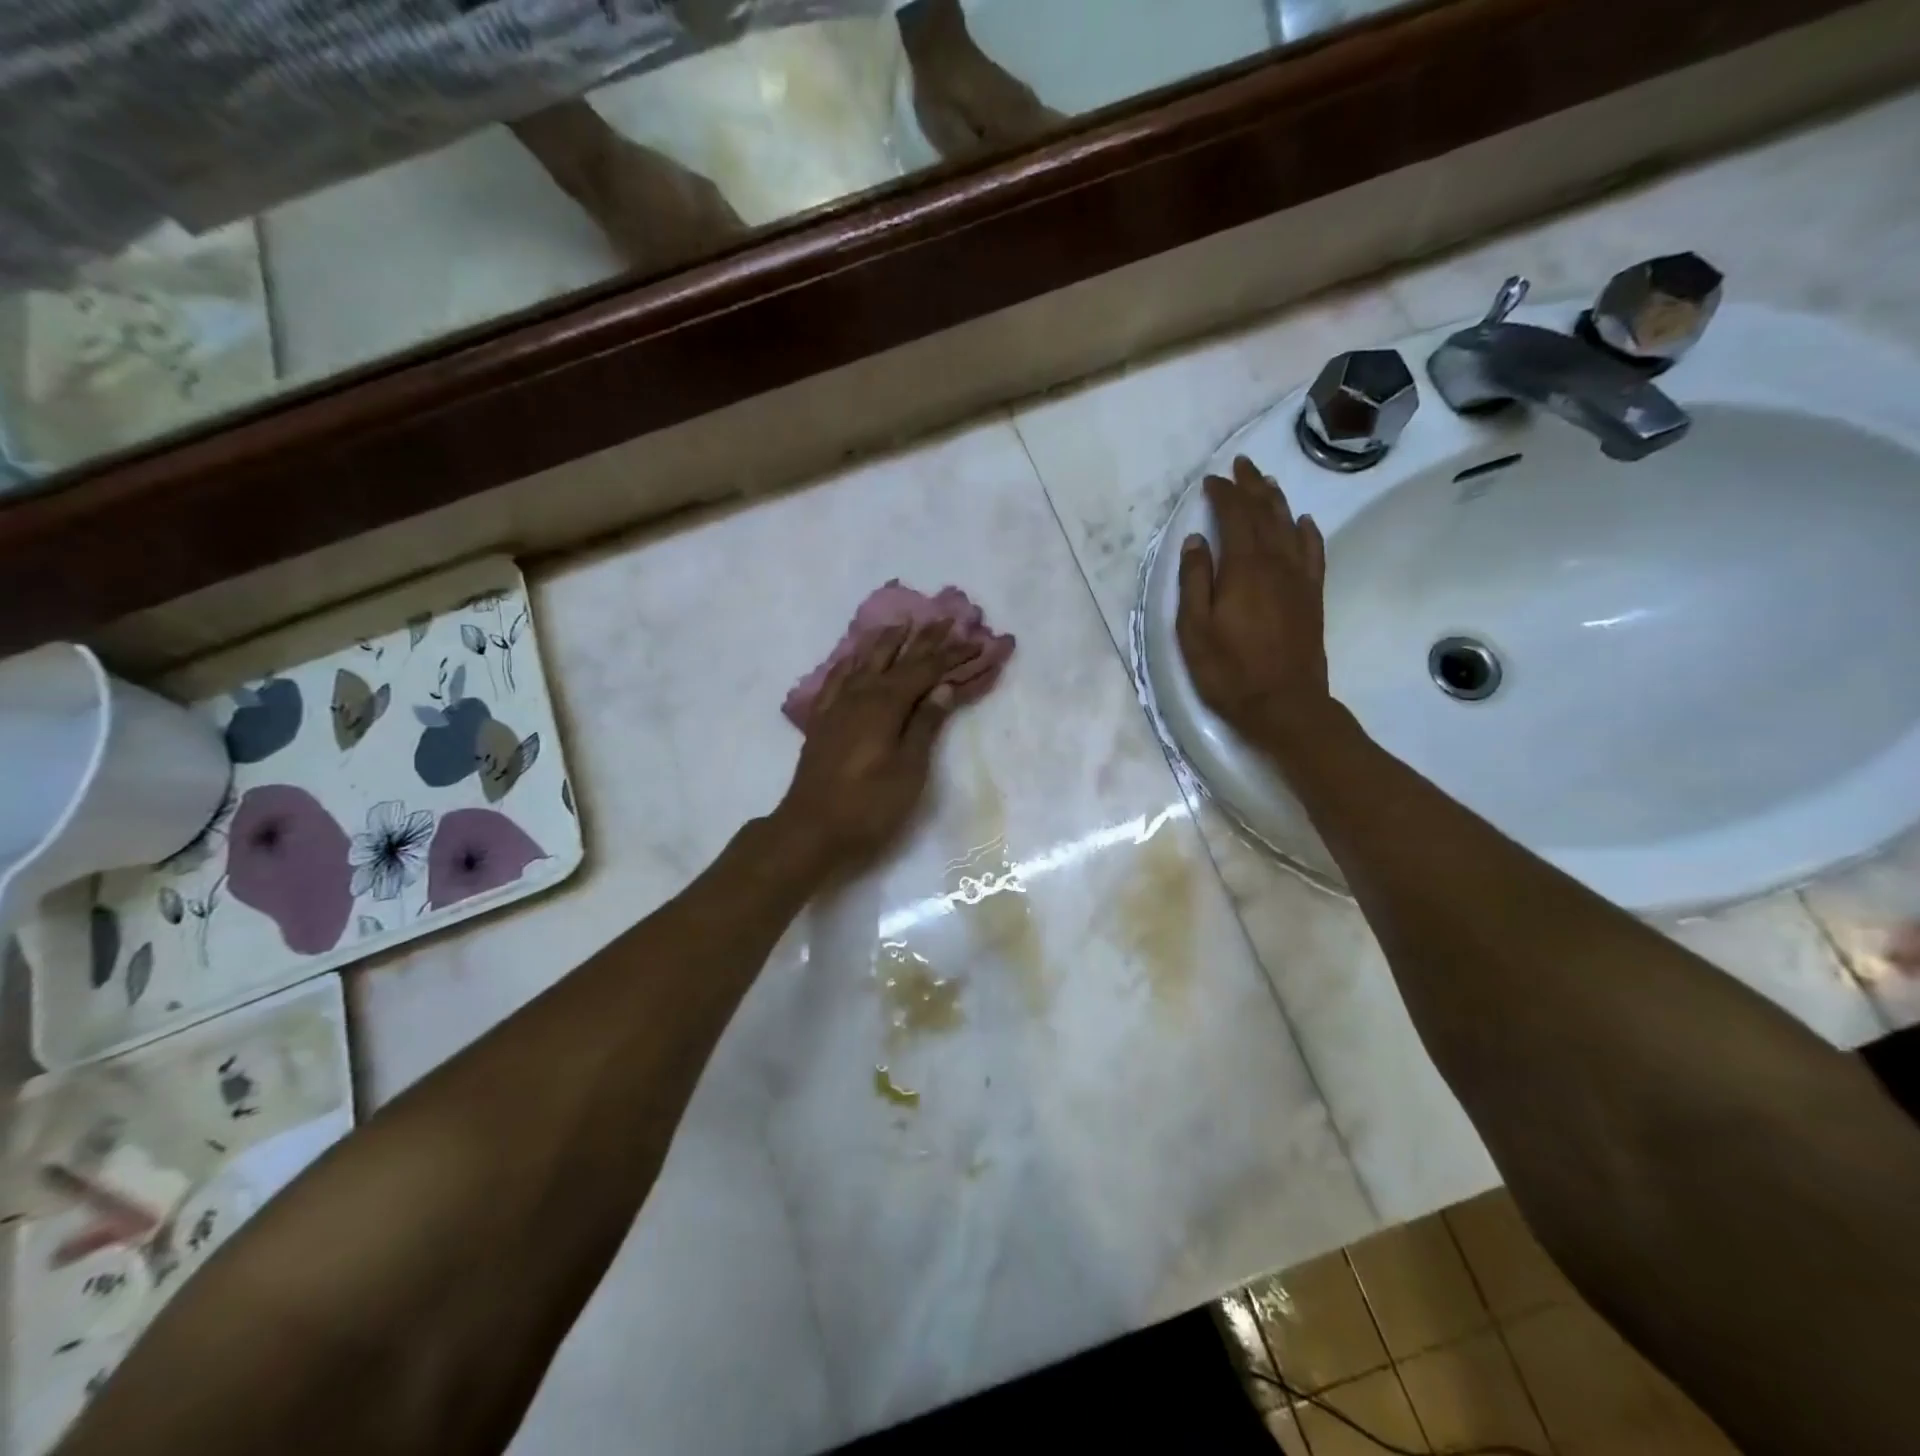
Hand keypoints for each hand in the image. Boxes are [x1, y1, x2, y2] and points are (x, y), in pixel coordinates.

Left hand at [774, 622, 982, 874]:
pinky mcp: (822, 721)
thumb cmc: (869, 805)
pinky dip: (850, 662)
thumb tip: (942, 687)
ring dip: (886, 642)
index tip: (976, 641)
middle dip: (923, 639)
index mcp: (886, 705)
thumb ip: (925, 725)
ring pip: (864, 662)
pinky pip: (837, 679)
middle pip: (896, 659)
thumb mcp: (909, 769)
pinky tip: (853, 659)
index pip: (925, 670)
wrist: (811, 829)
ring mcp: (837, 706)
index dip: (951, 655)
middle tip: (944, 618)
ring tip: (901, 624)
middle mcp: (860, 695)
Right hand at [1176, 455, 1333, 745]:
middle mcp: (1276, 563)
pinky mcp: (1312, 597)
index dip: (1223, 494)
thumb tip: (1195, 541)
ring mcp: (1299, 579)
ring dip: (1277, 501)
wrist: (1284, 705)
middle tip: (1241, 465)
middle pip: (1265, 513)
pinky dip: (1307, 532)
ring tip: (1267, 482)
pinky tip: (1303, 522)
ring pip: (1290, 526)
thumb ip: (1194, 581)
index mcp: (1244, 568)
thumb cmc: (1229, 671)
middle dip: (1251, 486)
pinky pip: (1313, 552)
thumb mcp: (1194, 630)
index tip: (1210, 481)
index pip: (1234, 516)